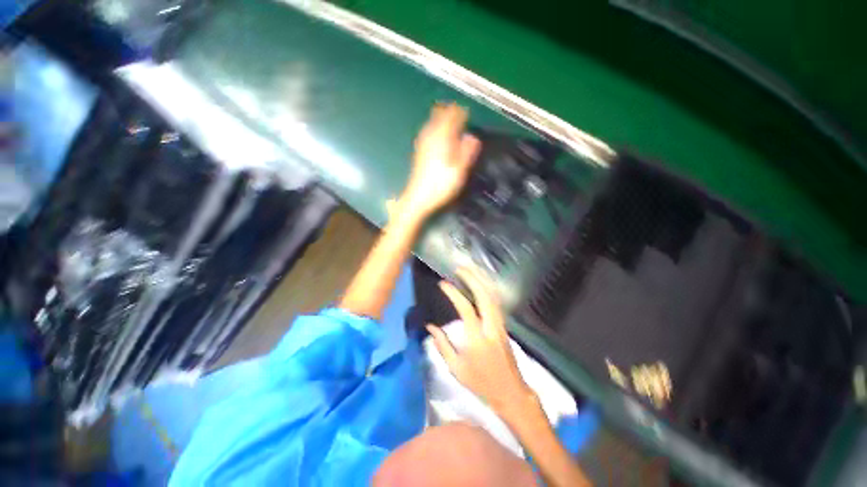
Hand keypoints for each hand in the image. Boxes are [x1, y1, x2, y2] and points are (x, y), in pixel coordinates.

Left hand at [399, 103, 480, 219]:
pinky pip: (427, 131)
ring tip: (451, 123)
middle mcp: (430, 135)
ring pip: (432, 122)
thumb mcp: (459, 170)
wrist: (418, 198)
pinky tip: (439, 136)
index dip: (461, 112)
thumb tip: (473, 136)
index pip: (452, 115)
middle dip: (450, 112)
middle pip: (439, 114)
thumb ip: (467, 151)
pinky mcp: (419, 151)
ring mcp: (422, 143)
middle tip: (460, 116)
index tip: (468, 114)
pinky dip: (435, 128)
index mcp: (442, 137)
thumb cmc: (441, 185)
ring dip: (442, 119)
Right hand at [426, 267, 535, 419]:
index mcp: (477, 338)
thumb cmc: (480, 382)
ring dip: (481, 281)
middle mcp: (491, 327)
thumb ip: (442, 345)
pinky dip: (488, 289)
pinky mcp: (504, 326)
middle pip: (484, 296)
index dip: (453, 293)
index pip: (465, 308)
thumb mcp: (456, 368)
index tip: (443, 283)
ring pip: (493, 297)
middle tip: (460, 268)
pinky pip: (496, 302)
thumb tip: (430, 327)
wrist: (510, 392)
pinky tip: (481, 284)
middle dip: (472, 278)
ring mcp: (500, 325)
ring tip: (470, 271)